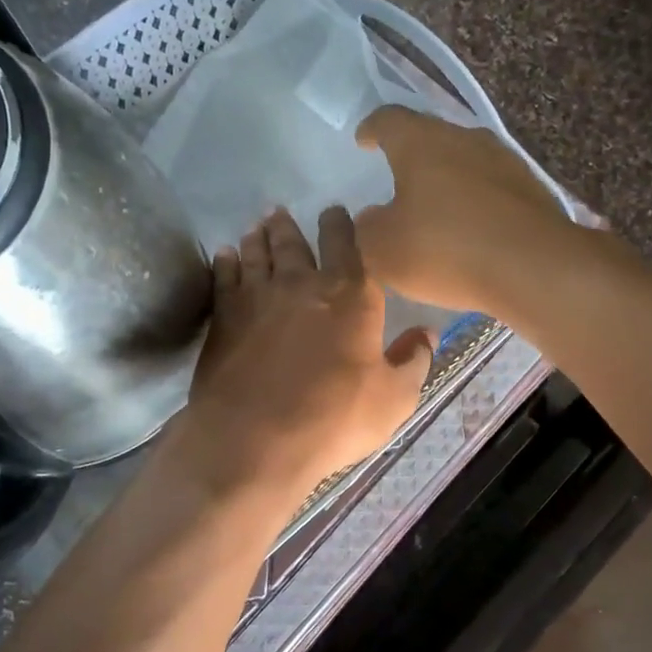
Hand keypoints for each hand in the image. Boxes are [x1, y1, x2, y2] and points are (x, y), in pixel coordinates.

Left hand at [174, 206, 432, 499]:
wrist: (254, 439)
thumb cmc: (334, 419)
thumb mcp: (393, 399)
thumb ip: (413, 360)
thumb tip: (428, 332)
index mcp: (350, 296)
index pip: (346, 244)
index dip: (340, 225)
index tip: (335, 212)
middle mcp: (301, 284)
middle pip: (294, 243)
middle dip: (290, 226)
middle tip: (282, 212)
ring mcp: (257, 298)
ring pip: (257, 254)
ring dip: (259, 238)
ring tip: (258, 227)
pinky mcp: (224, 317)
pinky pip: (224, 277)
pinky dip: (226, 263)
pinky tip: (225, 256)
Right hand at [354, 106, 576, 315]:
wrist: (533, 267)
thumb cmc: (445, 249)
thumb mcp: (383, 249)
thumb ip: (367, 229)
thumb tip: (372, 218)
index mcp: (421, 142)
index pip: (388, 120)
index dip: (371, 129)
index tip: (363, 140)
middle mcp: (465, 138)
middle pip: (431, 137)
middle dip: (412, 156)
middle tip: (397, 177)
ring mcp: (504, 161)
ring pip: (465, 161)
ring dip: (447, 179)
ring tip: (434, 207)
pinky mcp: (531, 189)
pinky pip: (491, 188)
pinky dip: (475, 202)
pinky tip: (470, 229)